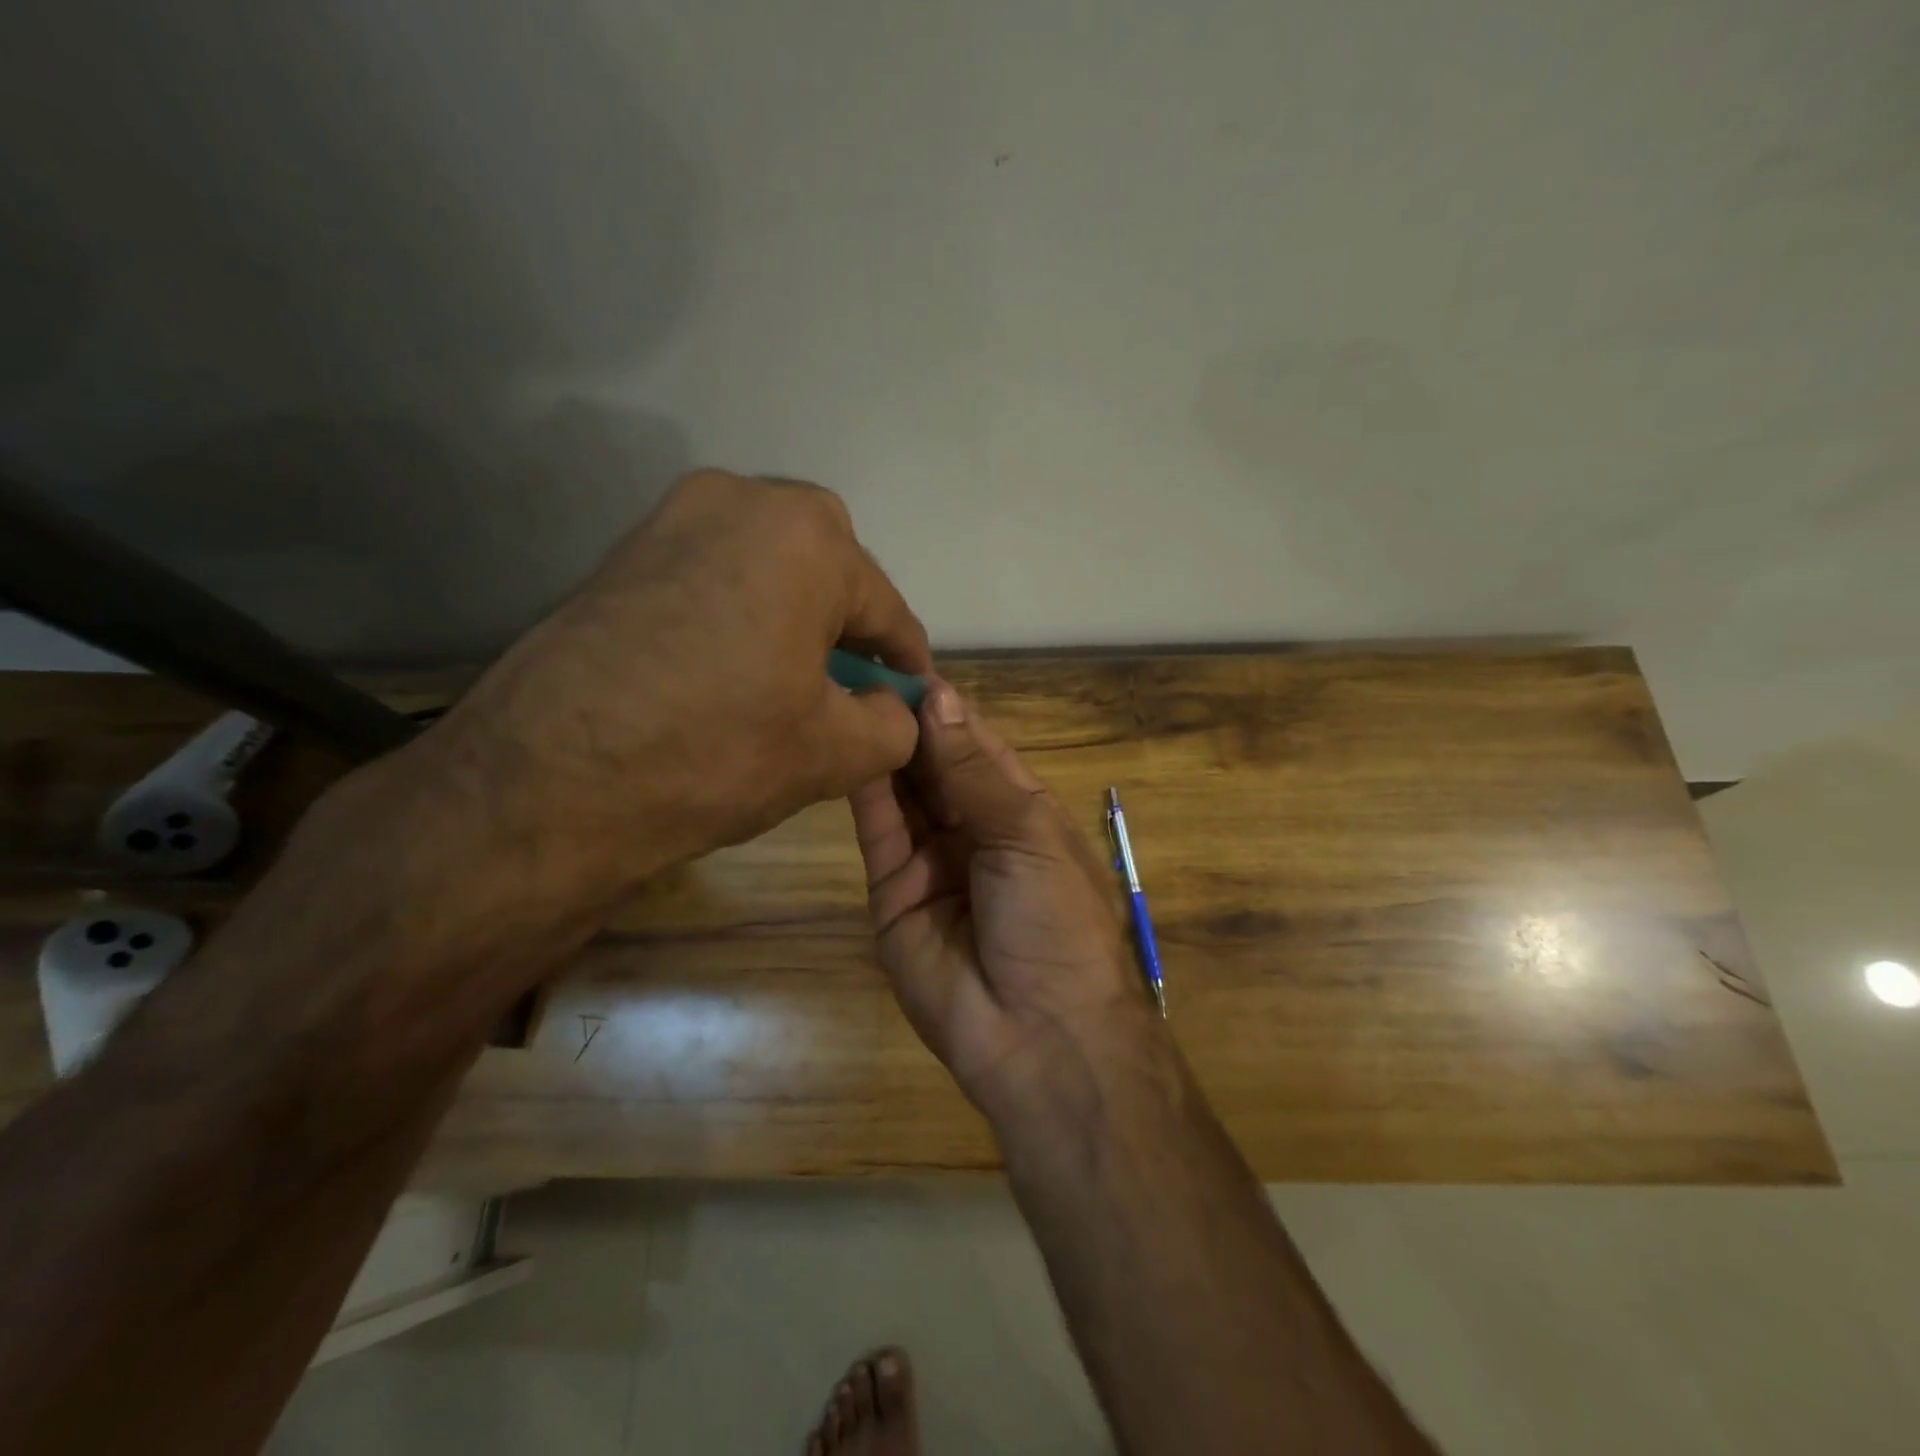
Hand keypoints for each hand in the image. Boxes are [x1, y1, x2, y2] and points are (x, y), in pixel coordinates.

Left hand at [419, 470, 930, 898]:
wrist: (546, 781)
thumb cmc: (717, 753)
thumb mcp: (835, 752)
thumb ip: (894, 722)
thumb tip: (894, 707)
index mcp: (806, 536)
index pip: (885, 607)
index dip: (907, 660)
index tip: (916, 696)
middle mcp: (740, 500)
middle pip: (827, 569)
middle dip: (848, 625)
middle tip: (851, 685)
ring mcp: (671, 517)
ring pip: (767, 566)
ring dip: (793, 615)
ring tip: (792, 678)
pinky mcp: (624, 551)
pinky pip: (713, 573)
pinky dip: (740, 612)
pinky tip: (733, 667)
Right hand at [851, 681, 1172, 1128]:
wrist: (1038, 1035)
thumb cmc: (1055, 921)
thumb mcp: (1026, 833)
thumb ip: (973, 769)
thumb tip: (940, 696)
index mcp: (1020, 812)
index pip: (978, 746)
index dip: (948, 708)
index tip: (909, 664)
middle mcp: (973, 830)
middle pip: (935, 766)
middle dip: (909, 723)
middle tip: (866, 670)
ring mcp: (931, 862)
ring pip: (903, 793)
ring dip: (885, 748)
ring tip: (852, 696)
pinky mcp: (892, 894)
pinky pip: (879, 833)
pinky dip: (867, 791)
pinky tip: (852, 745)